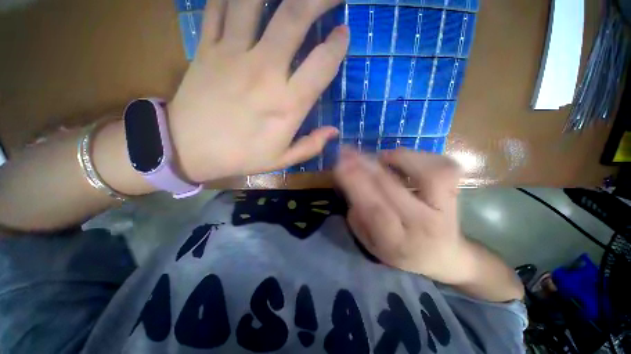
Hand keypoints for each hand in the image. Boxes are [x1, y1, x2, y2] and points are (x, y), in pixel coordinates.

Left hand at [168, 0, 348, 182]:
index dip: (337, 45)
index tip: (343, 33)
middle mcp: (264, 71)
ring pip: (254, 0)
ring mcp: (232, 53)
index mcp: (287, 104)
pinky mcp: (207, 47)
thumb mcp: (281, 160)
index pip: (321, 64)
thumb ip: (311, 146)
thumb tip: (334, 131)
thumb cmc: (241, 156)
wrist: (188, 150)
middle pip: (294, 17)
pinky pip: (219, 5)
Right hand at [335, 147, 472, 284]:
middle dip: (365, 165)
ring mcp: (445, 208)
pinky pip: (442, 166)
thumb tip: (350, 183)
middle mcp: (423, 225)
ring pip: (427, 173)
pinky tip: (400, 159)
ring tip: (380, 156)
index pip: (374, 210)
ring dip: (397, 157)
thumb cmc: (399, 250)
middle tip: (347, 151)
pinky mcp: (455, 194)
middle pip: (392, 188)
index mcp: (396, 242)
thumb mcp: (370, 242)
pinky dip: (418, 156)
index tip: (339, 165)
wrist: (442, 256)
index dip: (355, 184)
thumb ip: (358, 216)